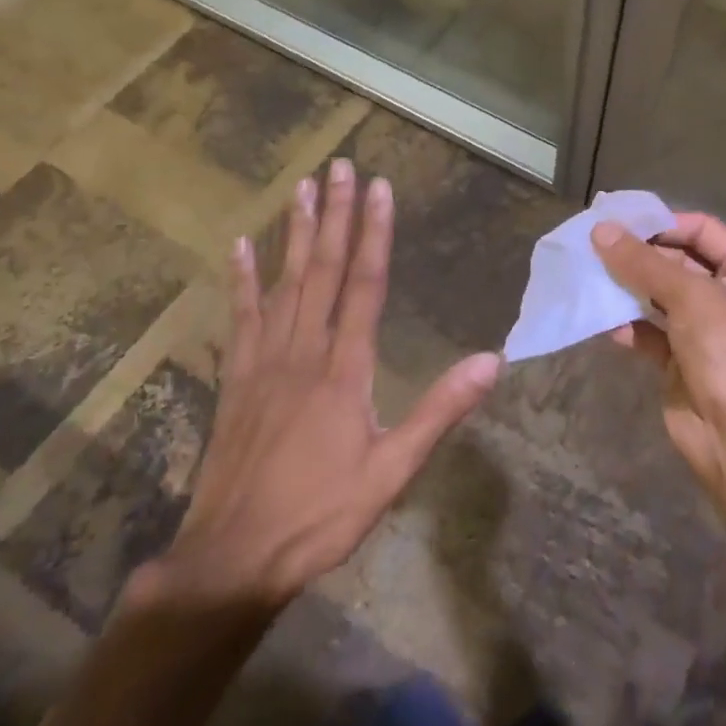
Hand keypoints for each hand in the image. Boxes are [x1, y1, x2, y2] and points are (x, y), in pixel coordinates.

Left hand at [133, 160, 500, 625]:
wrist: (232, 559)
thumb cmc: (321, 514)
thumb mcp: (393, 470)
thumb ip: (440, 411)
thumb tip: (492, 361)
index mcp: (345, 368)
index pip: (365, 284)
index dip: (375, 233)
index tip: (379, 188)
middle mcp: (304, 351)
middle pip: (323, 269)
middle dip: (336, 215)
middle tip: (339, 167)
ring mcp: (264, 361)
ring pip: (284, 283)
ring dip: (295, 233)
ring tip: (302, 188)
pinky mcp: (236, 379)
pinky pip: (240, 318)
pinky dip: (242, 280)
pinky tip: (240, 247)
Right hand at [591, 212, 725, 500]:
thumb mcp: (690, 297)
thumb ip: (644, 263)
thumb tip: (601, 231)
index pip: (704, 230)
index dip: (665, 223)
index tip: (622, 224)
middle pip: (680, 263)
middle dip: (641, 257)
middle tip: (596, 248)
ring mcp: (707, 332)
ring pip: (662, 299)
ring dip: (631, 290)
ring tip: (593, 279)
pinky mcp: (684, 363)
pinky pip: (653, 334)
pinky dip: (632, 328)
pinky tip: (608, 325)